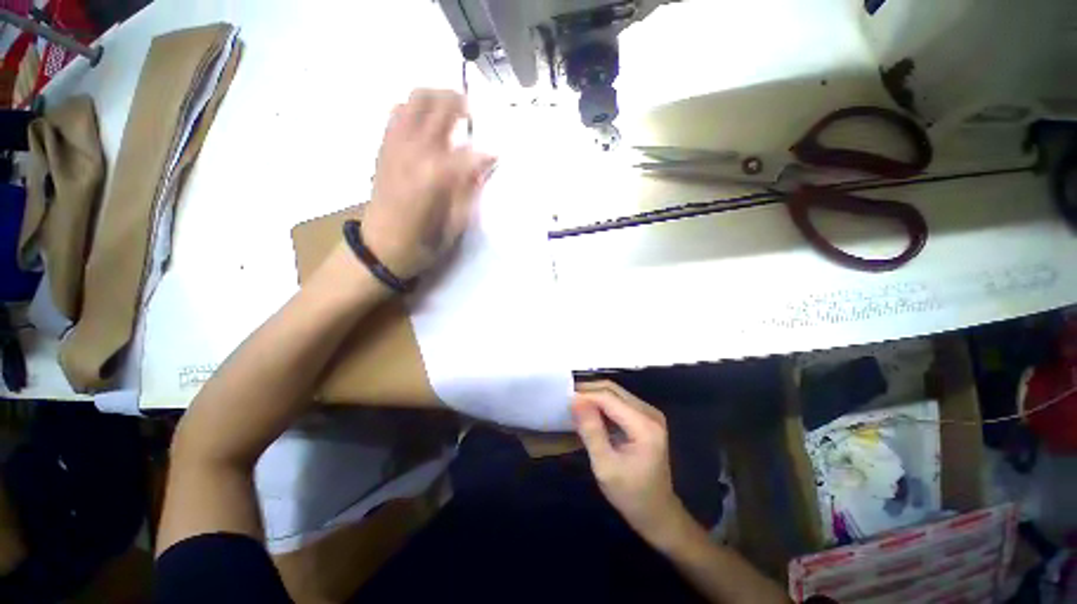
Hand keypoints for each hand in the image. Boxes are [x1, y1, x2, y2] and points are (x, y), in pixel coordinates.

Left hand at [361, 89, 496, 278]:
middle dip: (462, 106)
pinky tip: (426, 124)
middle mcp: (415, 151)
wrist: (379, 248)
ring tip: (451, 113)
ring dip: (438, 99)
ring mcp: (396, 144)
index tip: (497, 158)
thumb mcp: (455, 226)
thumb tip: (481, 168)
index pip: (470, 152)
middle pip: (441, 106)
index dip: (487, 153)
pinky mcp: (384, 146)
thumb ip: (470, 193)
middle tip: (474, 117)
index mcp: (436, 176)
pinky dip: (415, 109)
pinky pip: (398, 112)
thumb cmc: (422, 243)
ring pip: (417, 99)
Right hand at [573, 381, 688, 546]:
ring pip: (616, 393)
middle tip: (566, 400)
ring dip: (594, 396)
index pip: (608, 398)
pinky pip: (620, 402)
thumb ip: (591, 431)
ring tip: (574, 405)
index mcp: (644, 425)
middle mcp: (650, 413)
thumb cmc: (631, 495)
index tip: (563, 399)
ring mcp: (649, 414)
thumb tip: (575, 401)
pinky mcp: (646, 418)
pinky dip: (602, 404)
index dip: (585, 395)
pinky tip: (590, 413)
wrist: (658, 514)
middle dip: (588, 391)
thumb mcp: (605, 466)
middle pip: (613, 390)